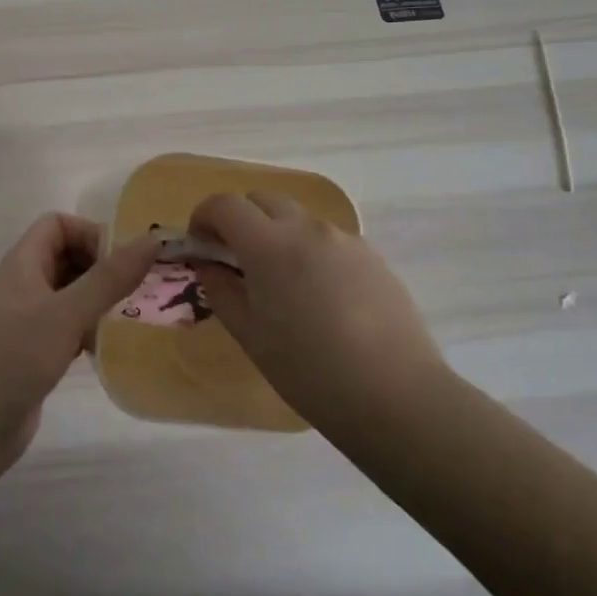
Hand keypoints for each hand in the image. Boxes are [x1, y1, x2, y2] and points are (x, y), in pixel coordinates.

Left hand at [0, 214, 158, 471]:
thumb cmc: (13, 358)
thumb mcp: (67, 313)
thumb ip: (110, 277)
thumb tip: (153, 238)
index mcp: (21, 264)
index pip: (57, 225)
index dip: (90, 234)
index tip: (123, 262)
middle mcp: (21, 286)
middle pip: (64, 258)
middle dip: (101, 268)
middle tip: (138, 290)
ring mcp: (23, 323)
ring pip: (67, 297)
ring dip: (97, 302)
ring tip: (131, 318)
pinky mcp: (28, 356)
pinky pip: (64, 330)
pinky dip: (86, 332)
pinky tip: (108, 350)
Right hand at [188, 192, 450, 432]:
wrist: (396, 395)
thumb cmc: (310, 371)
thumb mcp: (251, 336)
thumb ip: (222, 291)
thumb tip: (208, 264)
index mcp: (269, 245)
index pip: (225, 204)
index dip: (204, 216)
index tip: (199, 244)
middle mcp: (307, 228)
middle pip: (261, 200)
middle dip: (240, 220)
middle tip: (234, 259)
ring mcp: (344, 238)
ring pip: (297, 218)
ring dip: (276, 233)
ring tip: (280, 282)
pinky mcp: (371, 255)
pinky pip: (327, 238)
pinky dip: (308, 249)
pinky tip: (319, 295)